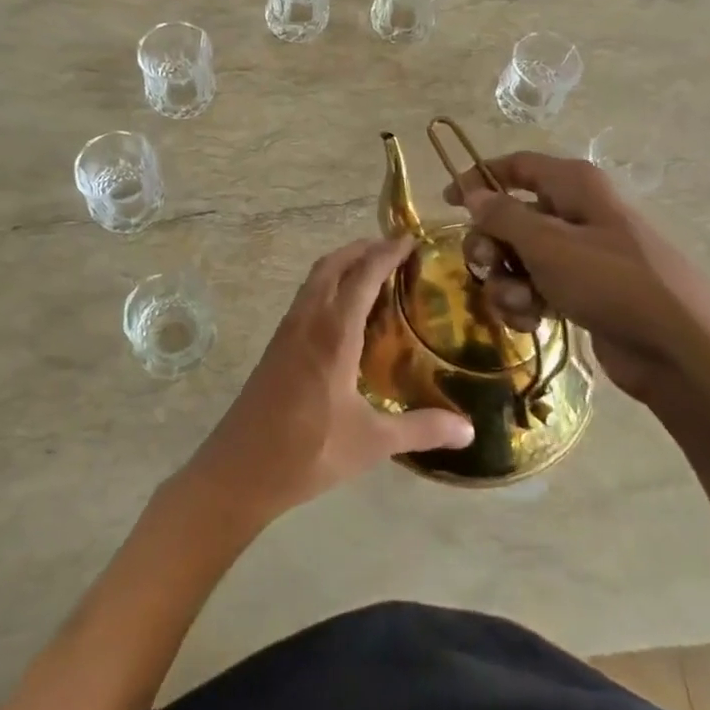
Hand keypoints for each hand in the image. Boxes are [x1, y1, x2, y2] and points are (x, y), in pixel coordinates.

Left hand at [179, 237, 474, 528]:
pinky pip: (306, 297)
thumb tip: (470, 430)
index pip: (363, 276)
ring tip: (372, 270)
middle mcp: (308, 320)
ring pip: (315, 278)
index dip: (386, 253)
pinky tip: (343, 311)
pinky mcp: (276, 345)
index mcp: (334, 332)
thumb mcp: (372, 443)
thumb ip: (421, 430)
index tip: (410, 239)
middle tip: (394, 249)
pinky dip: (327, 284)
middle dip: (362, 248)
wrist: (239, 470)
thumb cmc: (308, 452)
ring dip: (342, 263)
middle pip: (334, 264)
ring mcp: (287, 330)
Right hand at [442, 152, 709, 443]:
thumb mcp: (548, 243)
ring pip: (520, 257)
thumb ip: (503, 216)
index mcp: (573, 184)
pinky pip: (538, 287)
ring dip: (507, 282)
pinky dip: (527, 303)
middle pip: (511, 216)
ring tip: (521, 306)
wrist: (679, 348)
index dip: (479, 178)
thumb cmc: (611, 280)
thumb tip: (474, 194)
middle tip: (488, 268)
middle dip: (491, 245)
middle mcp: (576, 212)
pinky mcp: (583, 292)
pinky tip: (533, 322)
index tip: (448, 203)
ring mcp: (581, 254)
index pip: (516, 166)